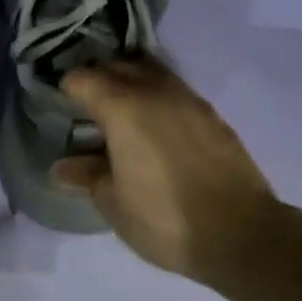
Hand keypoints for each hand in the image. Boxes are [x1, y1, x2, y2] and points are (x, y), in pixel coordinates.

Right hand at [52, 60, 281, 279]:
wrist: (242, 234)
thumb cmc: (164, 219)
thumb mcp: (114, 203)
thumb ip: (87, 176)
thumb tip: (62, 166)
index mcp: (122, 107)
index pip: (83, 79)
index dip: (66, 88)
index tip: (59, 104)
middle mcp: (155, 92)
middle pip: (118, 66)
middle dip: (98, 78)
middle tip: (86, 105)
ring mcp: (189, 100)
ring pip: (151, 72)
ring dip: (132, 82)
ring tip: (121, 113)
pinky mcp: (213, 116)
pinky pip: (176, 92)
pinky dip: (158, 99)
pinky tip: (156, 129)